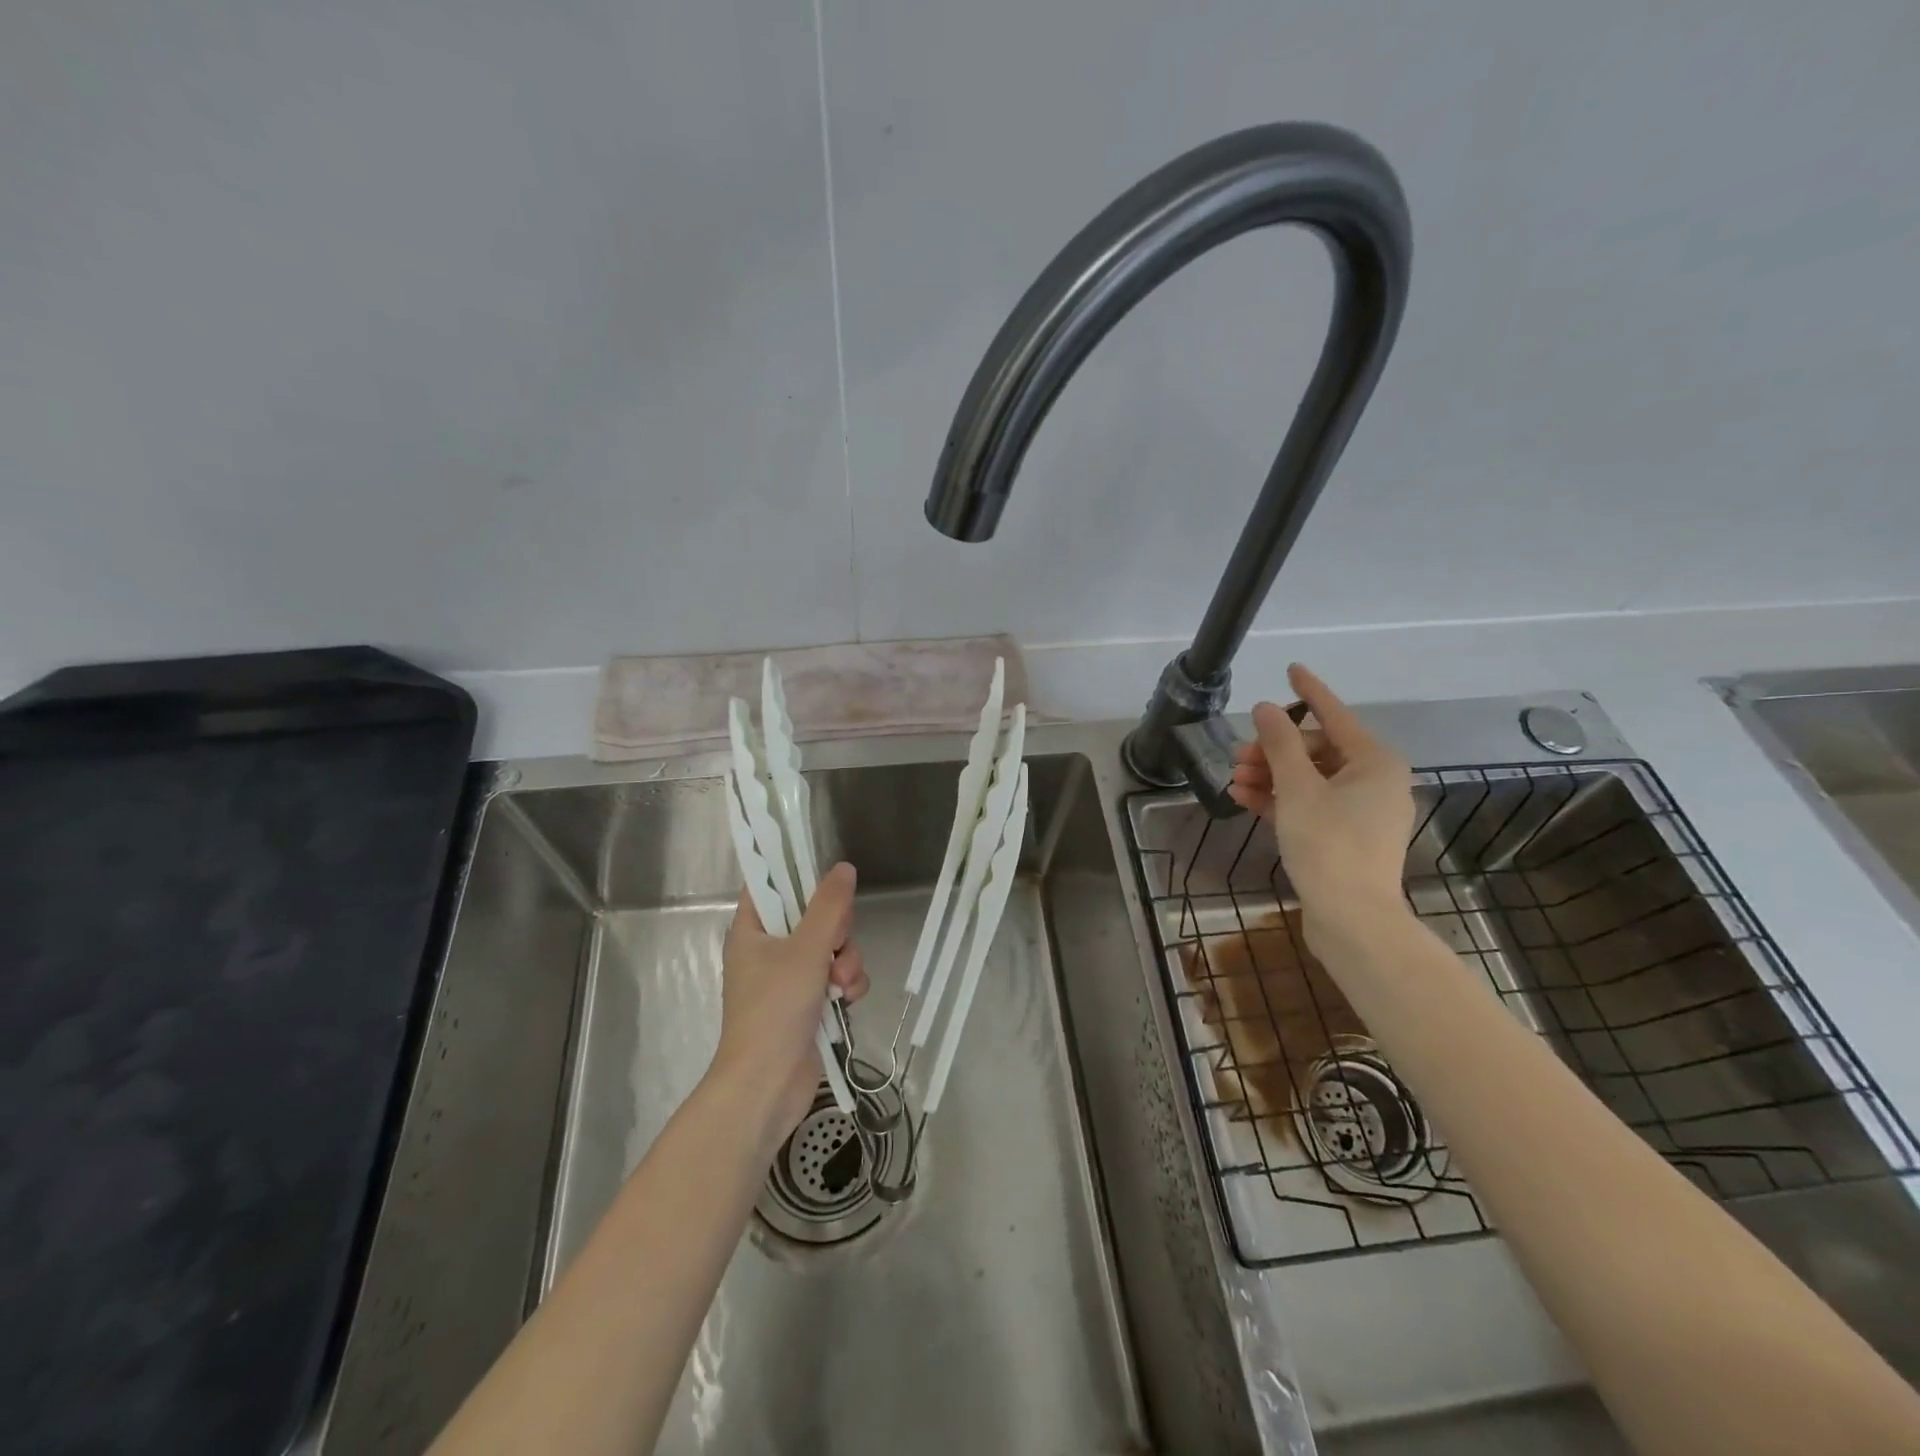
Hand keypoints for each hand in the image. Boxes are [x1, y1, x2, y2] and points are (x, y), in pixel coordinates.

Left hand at [711, 862, 869, 1144]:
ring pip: (830, 948)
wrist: (766, 1085)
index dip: (797, 877)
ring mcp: (788, 979)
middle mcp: (768, 950)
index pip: (770, 886)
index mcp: (752, 930)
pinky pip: (836, 978)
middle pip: (812, 916)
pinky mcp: (807, 1005)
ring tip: (842, 985)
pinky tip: (847, 1001)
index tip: (827, 883)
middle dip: (836, 931)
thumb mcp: (806, 949)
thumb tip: (844, 868)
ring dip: (846, 962)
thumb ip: (829, 906)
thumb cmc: (775, 1009)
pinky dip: (846, 986)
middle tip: (836, 944)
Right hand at [1227, 664, 1413, 947]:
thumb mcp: (1298, 789)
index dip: (1310, 691)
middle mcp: (1374, 781)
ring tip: (1234, 780)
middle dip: (1274, 750)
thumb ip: (1280, 744)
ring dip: (1270, 776)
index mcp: (1375, 762)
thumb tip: (1265, 707)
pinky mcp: (1346, 838)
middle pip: (1317, 750)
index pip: (1335, 714)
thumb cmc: (1329, 845)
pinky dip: (1280, 800)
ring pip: (1310, 780)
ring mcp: (1361, 812)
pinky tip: (1245, 798)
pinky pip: (1310, 806)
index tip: (1291, 667)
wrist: (1353, 920)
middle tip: (1238, 755)